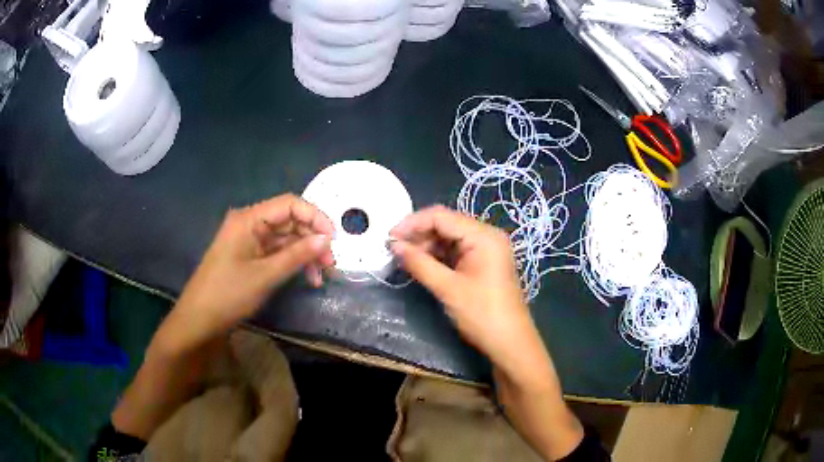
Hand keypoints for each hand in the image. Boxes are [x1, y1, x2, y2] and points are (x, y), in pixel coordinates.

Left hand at [168, 194, 333, 349]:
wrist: (199, 319)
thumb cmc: (228, 294)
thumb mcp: (266, 275)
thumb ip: (297, 255)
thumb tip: (327, 239)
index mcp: (249, 218)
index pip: (289, 204)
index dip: (315, 217)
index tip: (333, 239)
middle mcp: (250, 223)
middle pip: (289, 221)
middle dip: (312, 240)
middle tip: (330, 264)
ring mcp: (249, 240)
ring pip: (286, 239)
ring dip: (305, 254)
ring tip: (321, 276)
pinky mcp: (250, 255)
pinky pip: (277, 252)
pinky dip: (293, 263)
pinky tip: (307, 278)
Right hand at [389, 205, 540, 374]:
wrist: (509, 343)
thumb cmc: (482, 314)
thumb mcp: (448, 288)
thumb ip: (419, 263)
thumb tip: (393, 245)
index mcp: (483, 235)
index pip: (441, 216)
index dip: (412, 223)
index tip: (389, 237)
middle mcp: (485, 236)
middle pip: (445, 224)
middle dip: (418, 235)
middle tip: (393, 250)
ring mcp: (485, 250)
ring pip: (448, 238)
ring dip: (425, 246)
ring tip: (402, 258)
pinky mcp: (481, 263)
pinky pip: (454, 252)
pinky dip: (436, 257)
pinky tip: (419, 264)